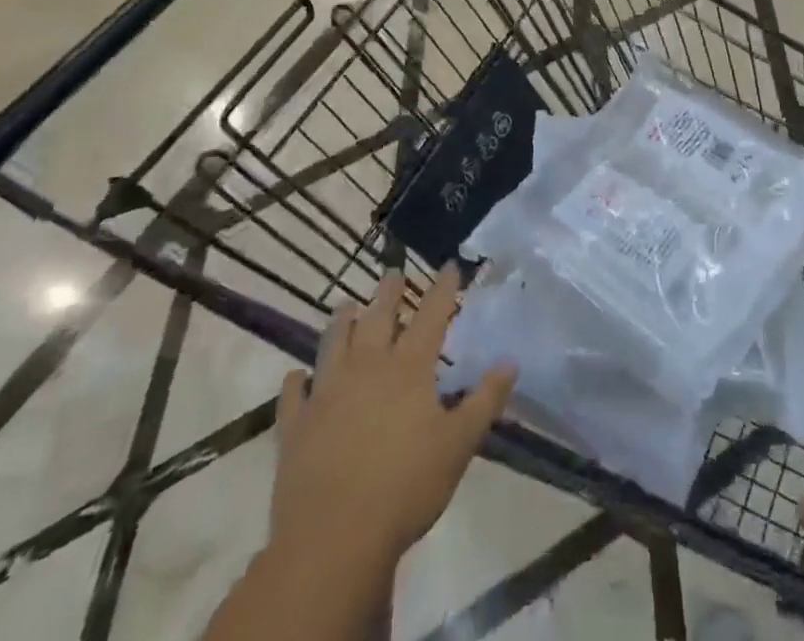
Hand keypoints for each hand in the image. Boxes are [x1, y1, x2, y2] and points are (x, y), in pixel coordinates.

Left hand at [270, 269, 516, 571]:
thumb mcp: (460, 444)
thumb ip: (486, 400)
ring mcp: (326, 394)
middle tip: (392, 273)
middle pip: (377, 319)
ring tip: (346, 305)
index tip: (450, 265)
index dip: (442, 289)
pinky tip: (295, 376)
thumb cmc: (406, 487)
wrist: (334, 538)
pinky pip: (293, 396)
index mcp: (408, 368)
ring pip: (333, 345)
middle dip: (388, 293)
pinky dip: (294, 382)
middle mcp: (367, 368)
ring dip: (341, 322)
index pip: (431, 316)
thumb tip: (511, 361)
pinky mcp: (295, 427)